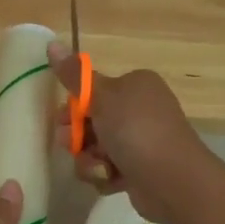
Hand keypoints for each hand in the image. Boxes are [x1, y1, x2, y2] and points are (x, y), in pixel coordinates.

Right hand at [48, 43, 210, 223]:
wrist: (172, 180)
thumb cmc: (136, 130)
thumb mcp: (101, 97)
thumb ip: (74, 75)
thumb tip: (52, 43)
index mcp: (135, 85)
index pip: (94, 91)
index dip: (73, 107)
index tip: (62, 120)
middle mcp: (140, 109)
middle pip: (92, 121)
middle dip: (78, 138)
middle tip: (71, 146)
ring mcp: (141, 141)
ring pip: (97, 149)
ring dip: (90, 160)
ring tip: (100, 167)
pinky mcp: (139, 169)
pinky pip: (109, 169)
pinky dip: (106, 175)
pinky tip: (112, 179)